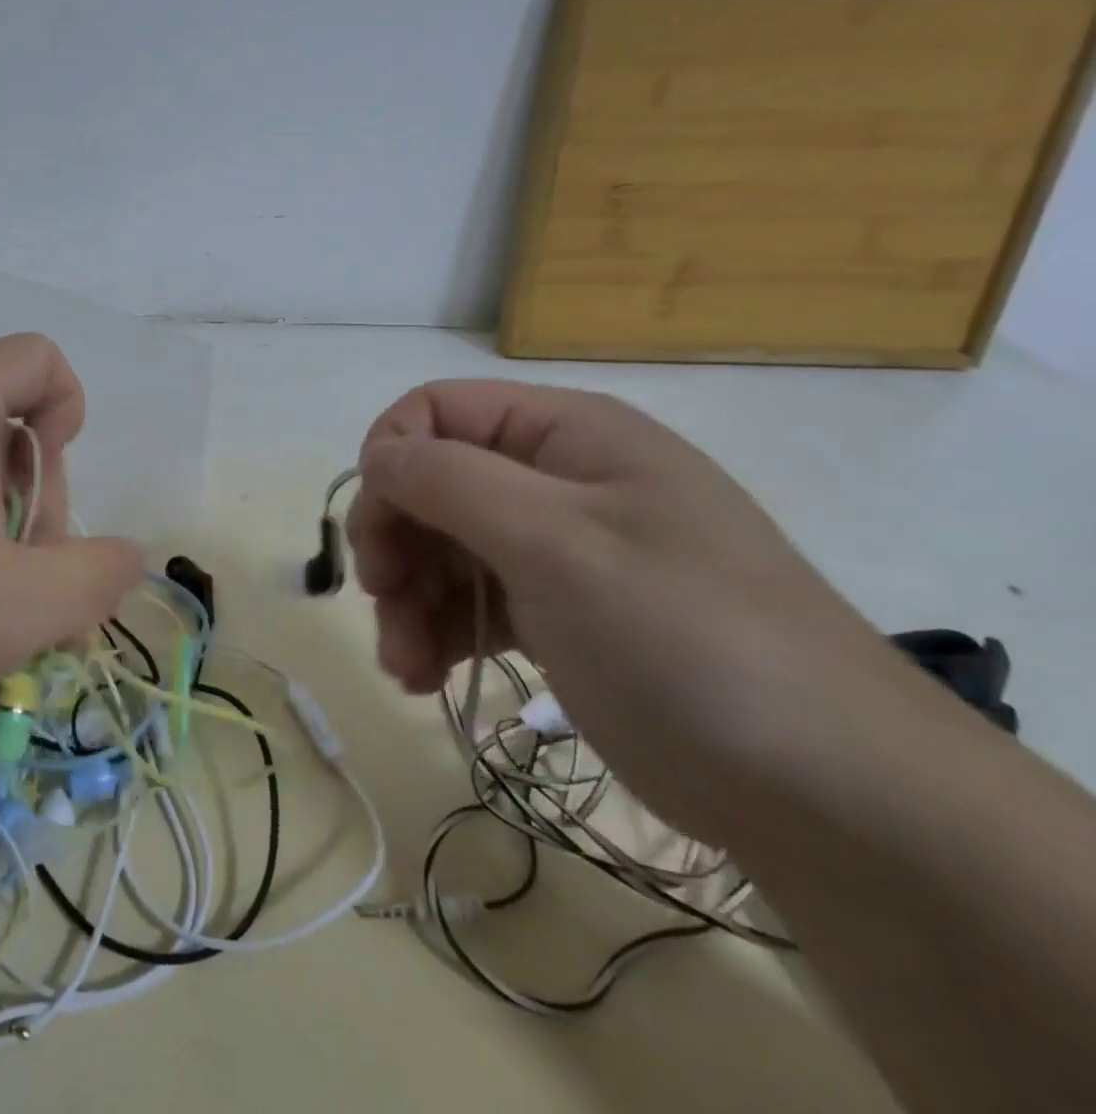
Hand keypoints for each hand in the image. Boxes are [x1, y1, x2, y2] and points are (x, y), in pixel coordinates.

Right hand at [347, 380, 901, 839]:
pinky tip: (425, 677)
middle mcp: (558, 478)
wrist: (830, 795)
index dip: (391, 459)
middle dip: (396, 542)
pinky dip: (438, 632)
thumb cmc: (685, 639)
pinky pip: (472, 600)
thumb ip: (452, 481)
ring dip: (407, 600)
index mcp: (567, 433)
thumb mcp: (558, 543)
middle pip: (433, 482)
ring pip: (444, 547)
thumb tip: (377, 454)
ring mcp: (559, 548)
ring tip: (404, 665)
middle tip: (383, 601)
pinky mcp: (559, 612)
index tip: (375, 533)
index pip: (439, 410)